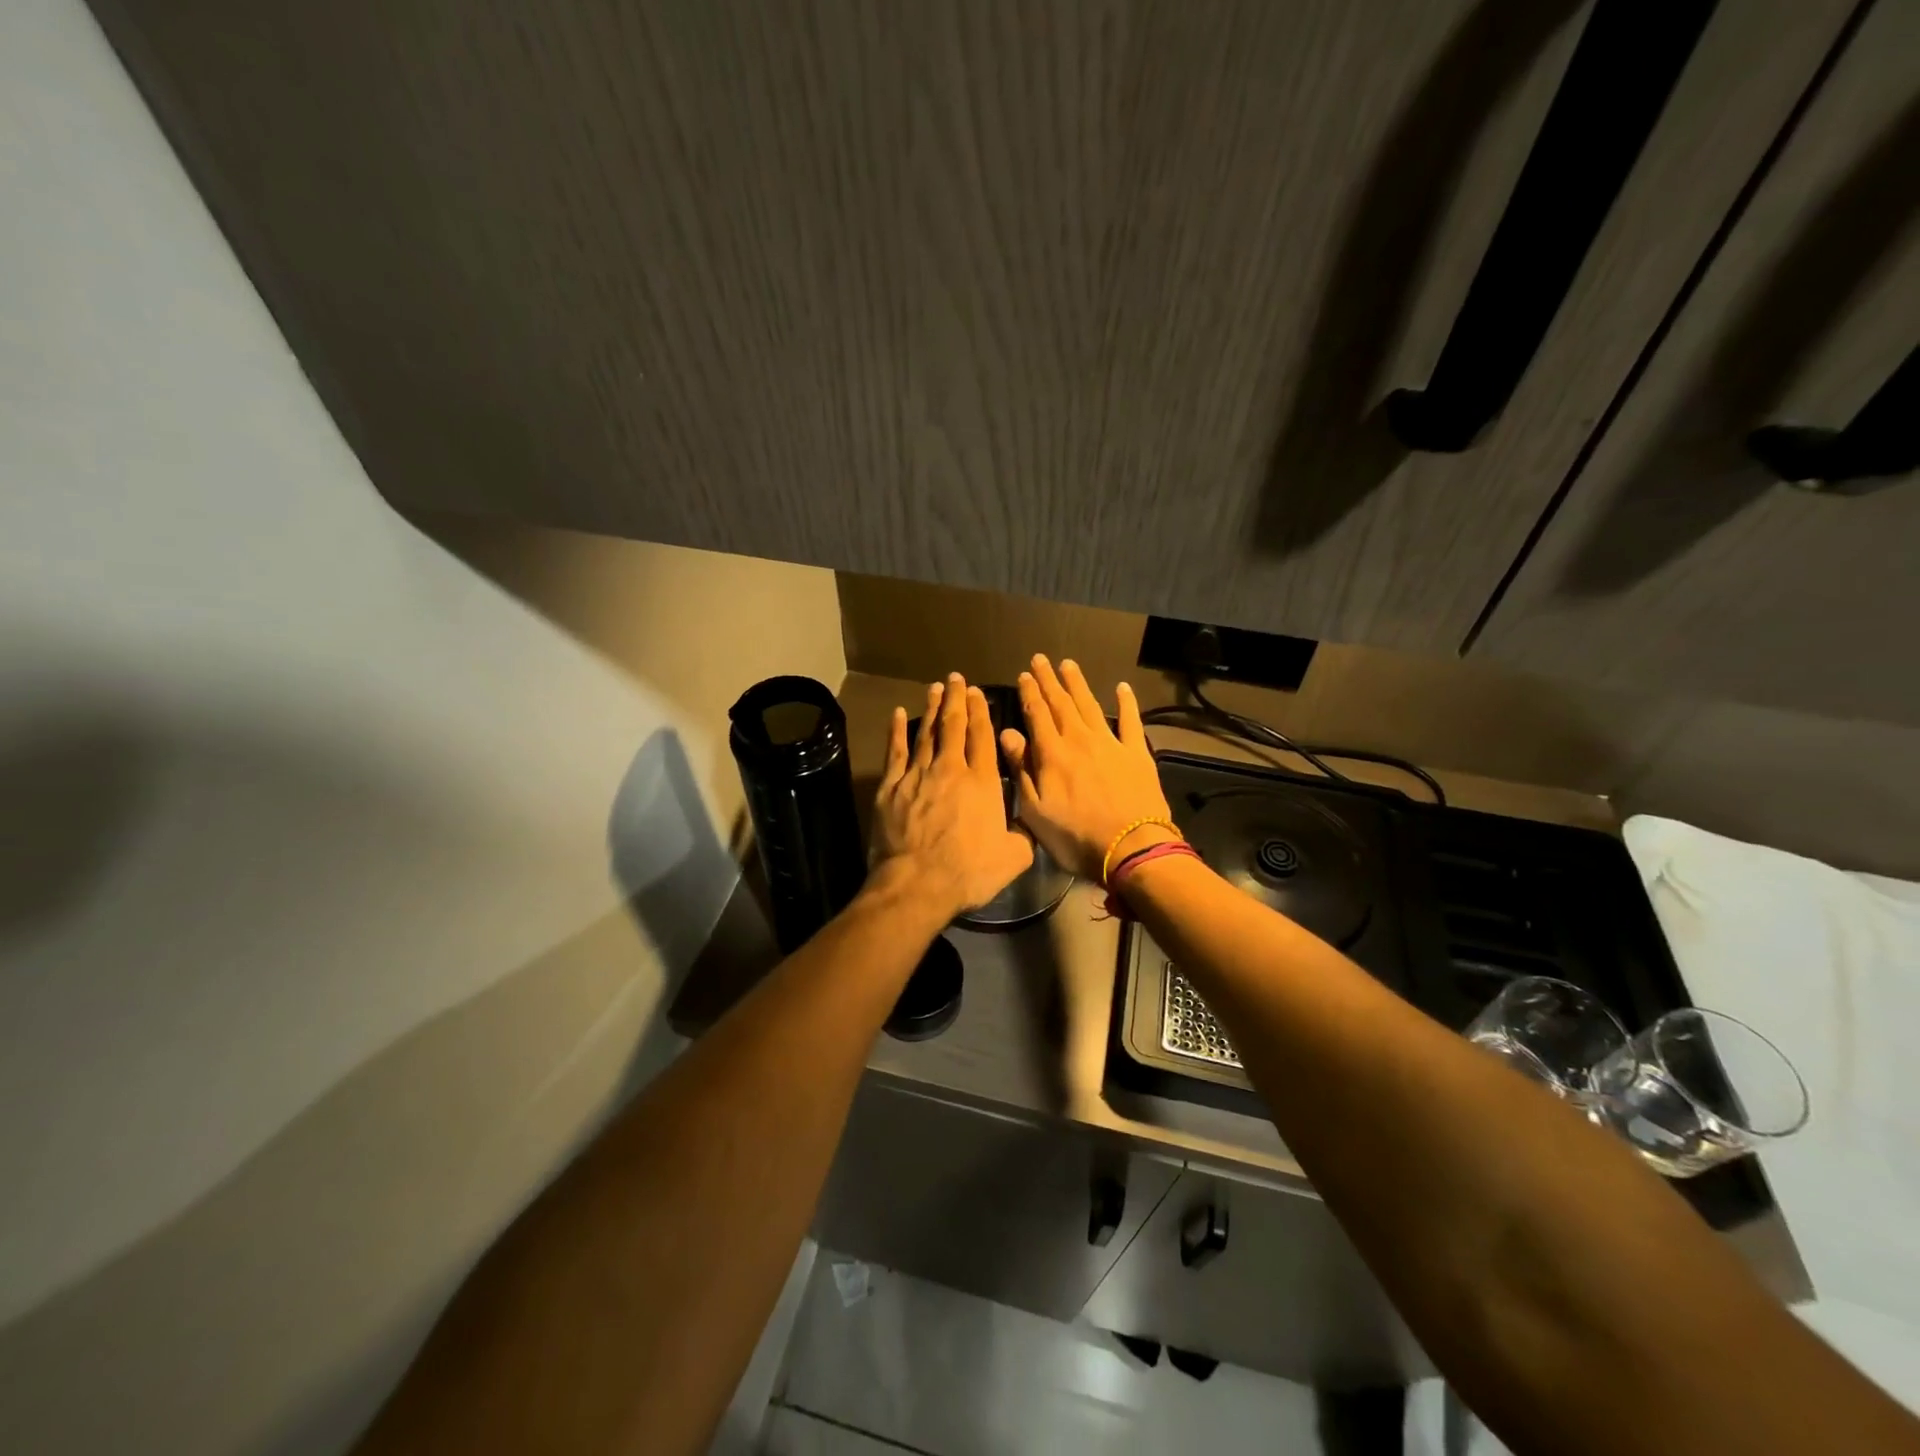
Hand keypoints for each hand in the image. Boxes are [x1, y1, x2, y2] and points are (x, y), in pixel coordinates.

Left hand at [870, 674, 1034, 920]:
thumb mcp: (1014, 857)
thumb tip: (1031, 822)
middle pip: (953, 725)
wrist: (917, 883)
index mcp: (982, 782)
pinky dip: (897, 731)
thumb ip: (1024, 834)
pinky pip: (895, 751)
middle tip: (957, 679)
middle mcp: (950, 769)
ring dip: (932, 708)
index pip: (982, 736)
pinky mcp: (891, 786)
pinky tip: (897, 714)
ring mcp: (917, 775)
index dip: (980, 711)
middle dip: (957, 699)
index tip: (978, 693)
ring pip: (926, 732)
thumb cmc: (969, 871)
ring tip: (935, 688)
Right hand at [1000, 656, 1175, 882]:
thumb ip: (1021, 769)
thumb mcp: (1035, 811)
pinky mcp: (1137, 754)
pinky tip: (1122, 687)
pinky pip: (1131, 721)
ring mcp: (1111, 744)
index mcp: (1052, 754)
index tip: (1024, 675)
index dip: (1030, 694)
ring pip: (1090, 706)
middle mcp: (1080, 740)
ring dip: (1078, 684)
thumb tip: (1008, 734)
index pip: (1037, 715)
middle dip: (1049, 681)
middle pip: (1061, 704)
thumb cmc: (1076, 837)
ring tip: (1068, 664)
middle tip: (1041, 659)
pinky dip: (1127, 703)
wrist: (1132, 848)